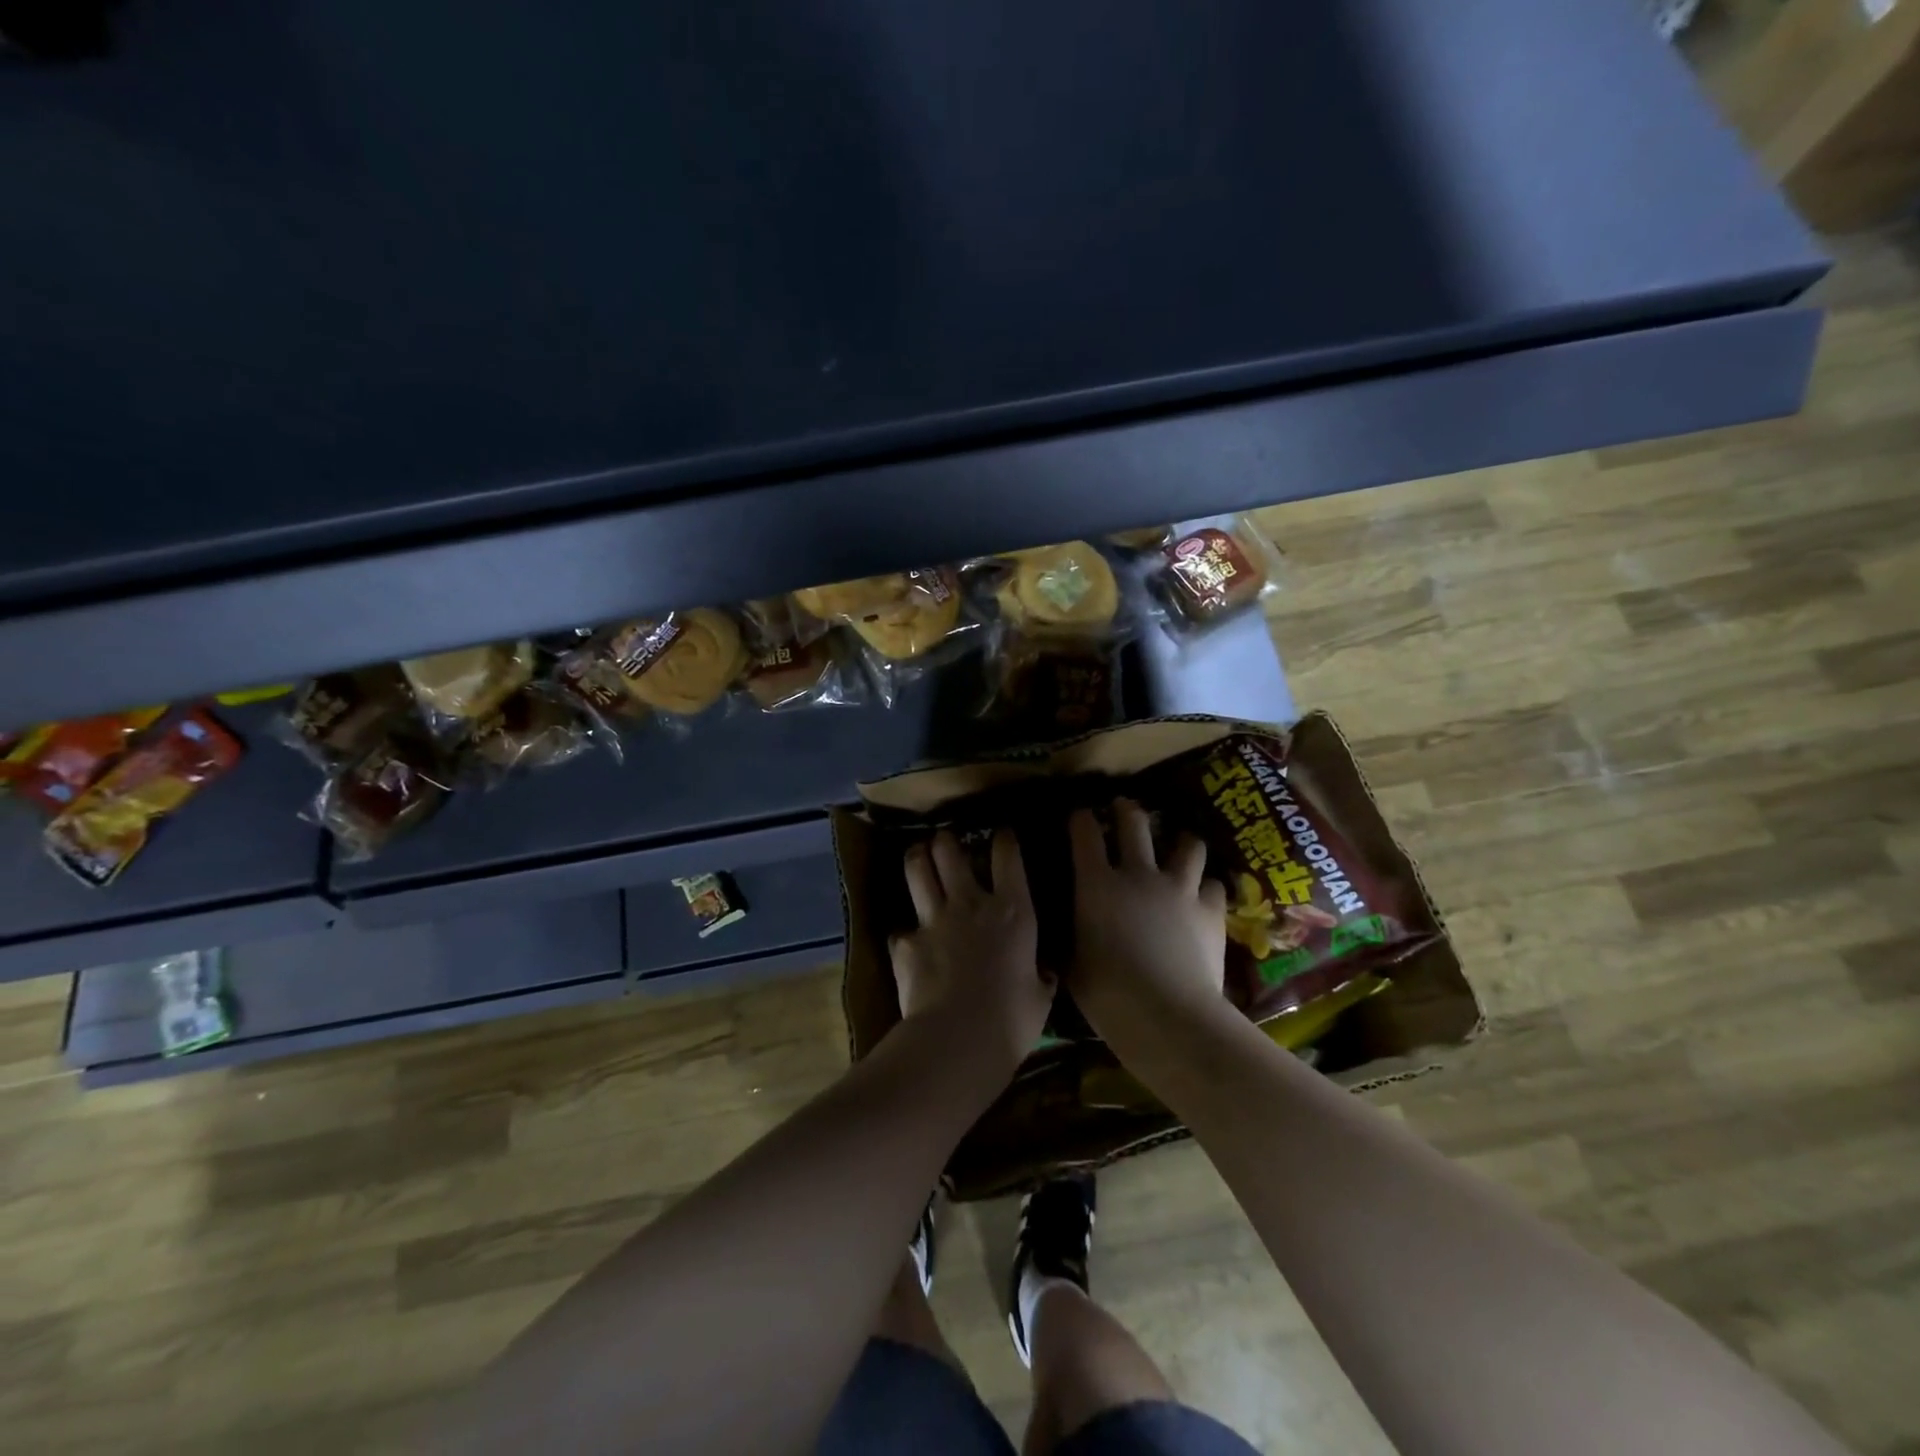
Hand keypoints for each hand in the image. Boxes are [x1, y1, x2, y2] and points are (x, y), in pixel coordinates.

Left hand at [892, 829, 1052, 1074]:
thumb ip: (1040, 976)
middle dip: (946, 840)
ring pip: (917, 871)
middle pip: (950, 852)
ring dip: (917, 858)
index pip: (1008, 857)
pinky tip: (906, 941)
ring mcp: (932, 920)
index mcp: (1012, 911)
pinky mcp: (905, 943)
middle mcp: (970, 904)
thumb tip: (1044, 972)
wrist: (958, 1039)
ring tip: (918, 855)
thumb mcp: (1041, 996)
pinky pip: (901, 929)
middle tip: (945, 840)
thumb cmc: (1012, 1018)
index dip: (1004, 840)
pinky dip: (904, 932)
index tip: (1003, 834)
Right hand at [1067, 800, 1229, 1062]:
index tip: (1080, 816)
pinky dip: (1207, 887)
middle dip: (1128, 810)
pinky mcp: (1211, 909)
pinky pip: (1214, 884)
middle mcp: (1138, 874)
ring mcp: (1179, 888)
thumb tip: (1070, 925)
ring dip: (1181, 842)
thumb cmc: (1106, 992)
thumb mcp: (1073, 959)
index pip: (1085, 833)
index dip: (1082, 819)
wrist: (1166, 1013)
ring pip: (1187, 845)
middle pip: (1135, 823)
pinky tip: (1204, 897)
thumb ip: (1074, 931)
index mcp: (1096, 883)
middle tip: (1126, 809)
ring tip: (1180, 845)